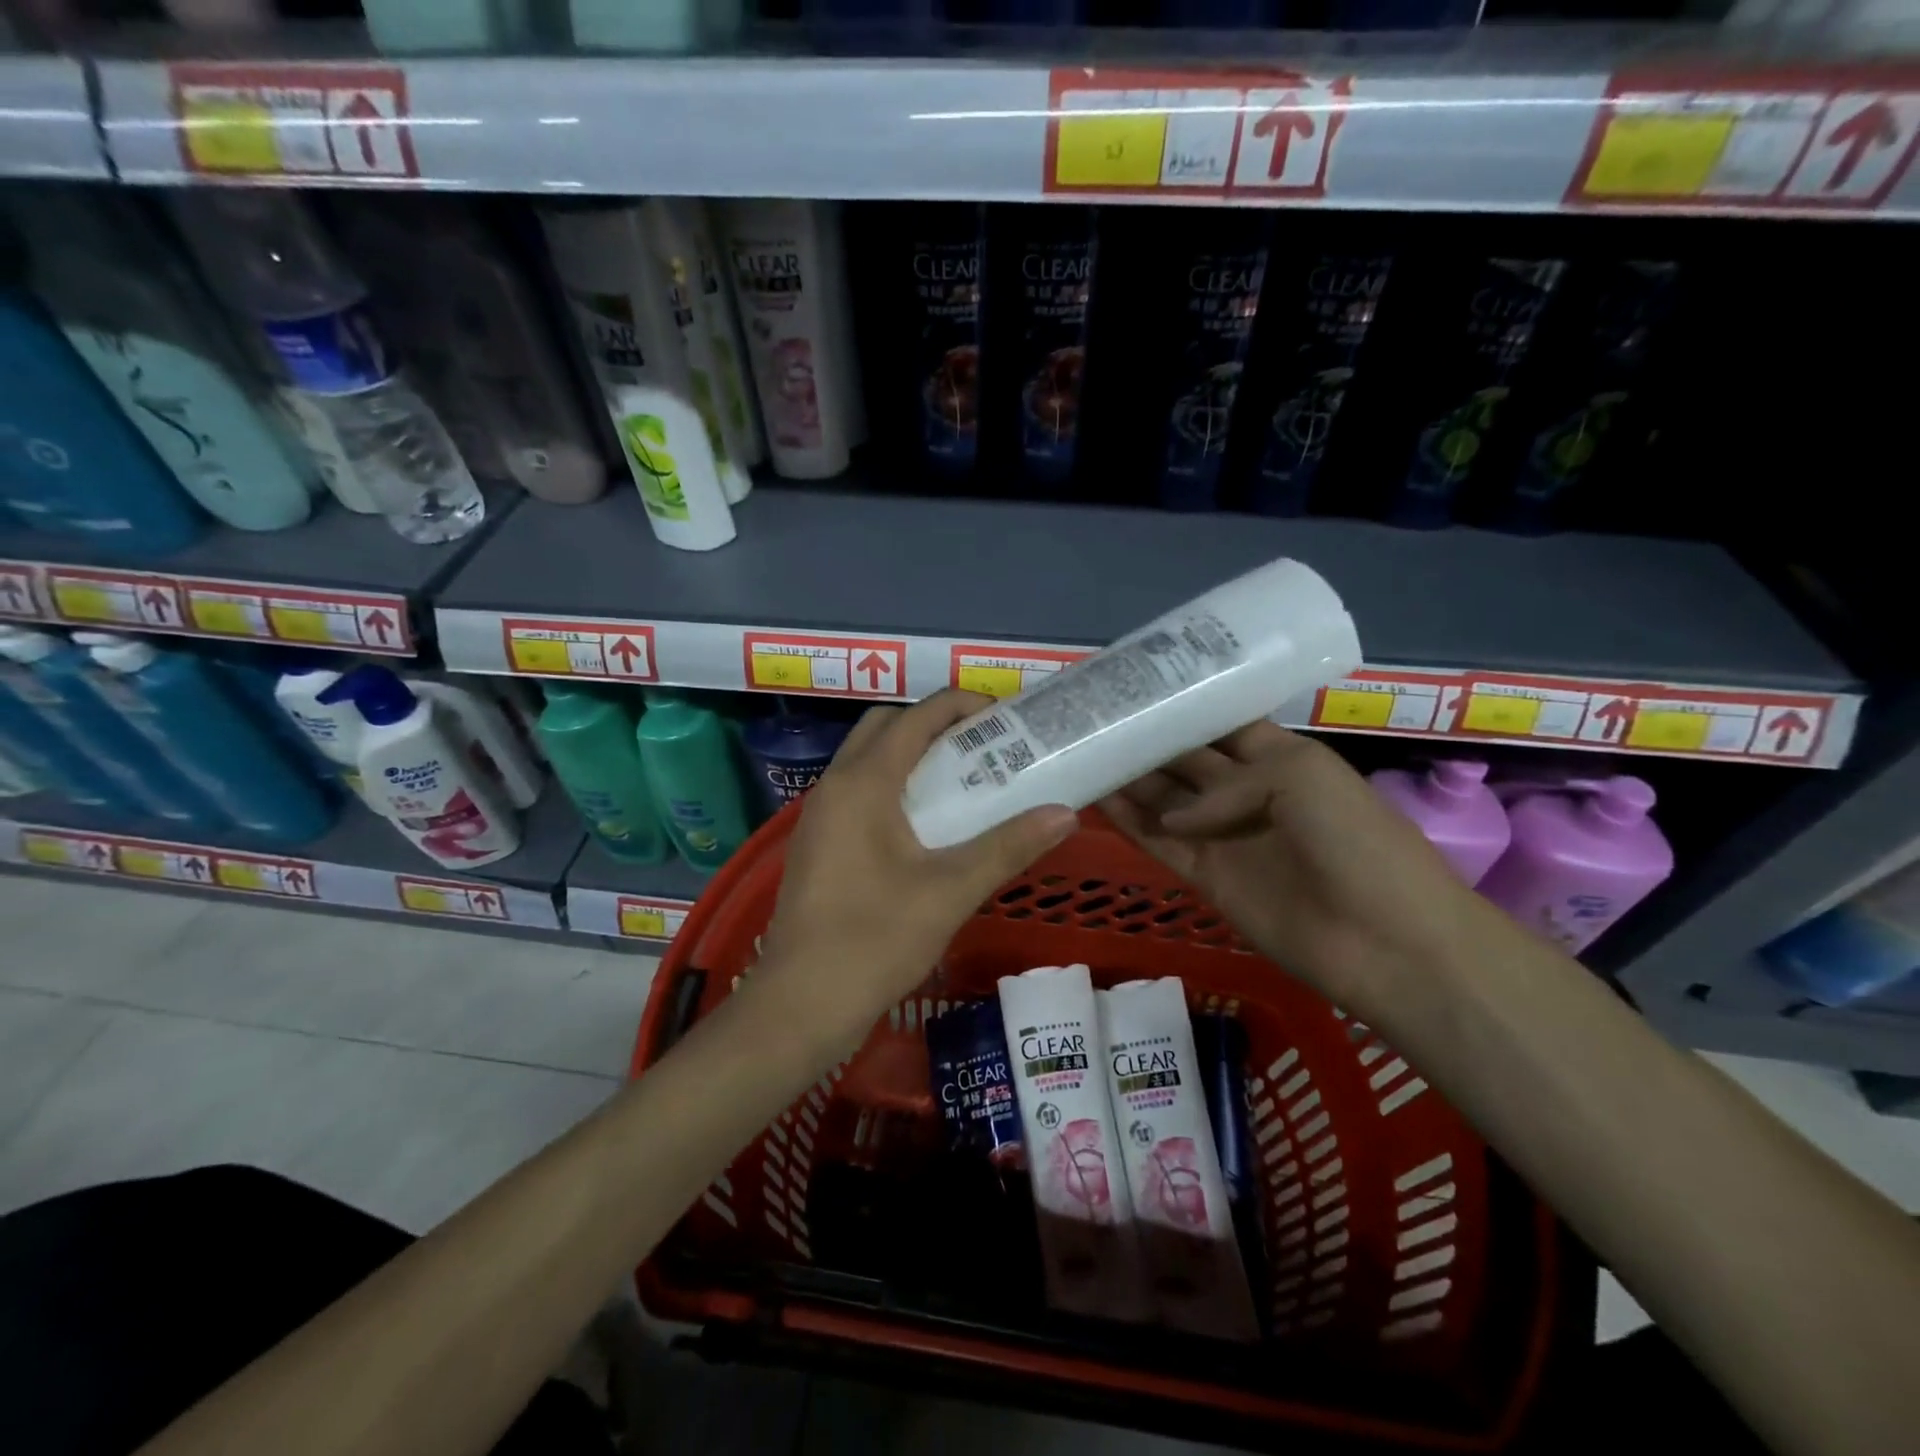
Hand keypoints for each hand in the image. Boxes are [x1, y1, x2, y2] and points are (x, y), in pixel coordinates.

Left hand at [760, 690, 1076, 1048]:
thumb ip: (1008, 846)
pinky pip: (858, 791)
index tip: (1005, 717)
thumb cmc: (875, 940)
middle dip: (934, 724)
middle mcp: (835, 785)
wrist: (800, 1003)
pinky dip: (893, 785)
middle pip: (886, 727)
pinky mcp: (817, 843)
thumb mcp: (951, 891)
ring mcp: (820, 815)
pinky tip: (927, 826)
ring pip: (868, 759)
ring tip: (963, 780)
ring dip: (912, 755)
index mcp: (863, 782)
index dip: (962, 706)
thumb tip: (1065, 814)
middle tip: (983, 747)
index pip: (917, 716)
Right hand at [1099, 722, 1490, 1004]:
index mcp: (1276, 756)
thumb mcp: (1299, 777)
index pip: (1217, 725)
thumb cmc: (1356, 839)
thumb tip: (1175, 817)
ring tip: (1079, 753)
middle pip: (1182, 761)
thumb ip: (1224, 784)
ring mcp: (1222, 835)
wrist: (1389, 941)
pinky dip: (1127, 822)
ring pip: (1162, 800)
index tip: (1129, 689)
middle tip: (1089, 721)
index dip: (1178, 708)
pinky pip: (1158, 842)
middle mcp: (1244, 791)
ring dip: (1126, 780)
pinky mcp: (1205, 876)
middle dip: (1143, 742)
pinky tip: (1093, 797)